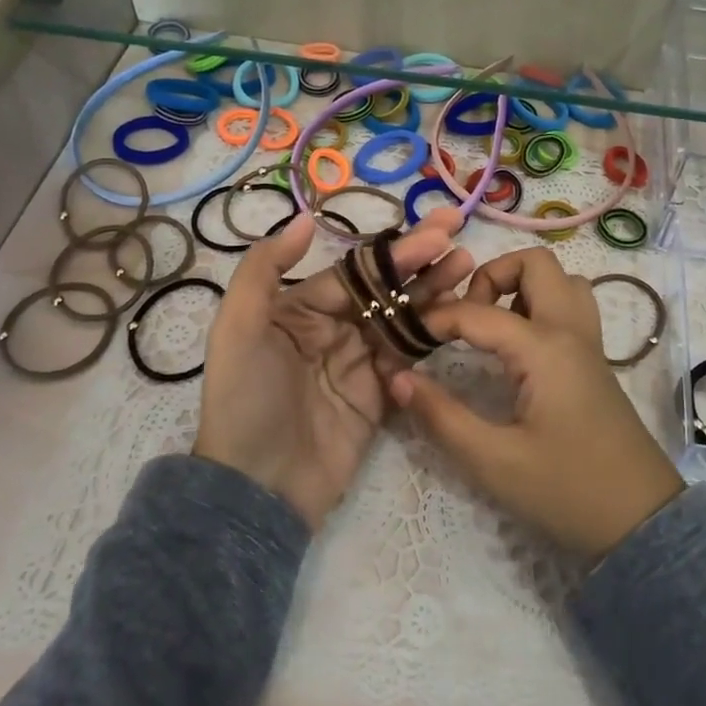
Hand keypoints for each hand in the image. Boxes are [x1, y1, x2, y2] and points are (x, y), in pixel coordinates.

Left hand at [195, 207, 472, 528]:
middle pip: (384, 287)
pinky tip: (459, 312)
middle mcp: (333, 328)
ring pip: (402, 316)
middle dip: (420, 259)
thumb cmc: (245, 399)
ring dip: (433, 289)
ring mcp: (359, 361)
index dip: (395, 251)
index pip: (356, 271)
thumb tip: (305, 219)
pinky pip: (409, 355)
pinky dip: (432, 333)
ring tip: (467, 265)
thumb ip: (264, 270)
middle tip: (457, 231)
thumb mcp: (238, 329)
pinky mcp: (380, 394)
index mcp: (300, 308)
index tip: (436, 231)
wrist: (259, 487)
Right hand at [389, 248, 682, 562]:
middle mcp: (570, 331)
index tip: (406, 336)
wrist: (642, 520)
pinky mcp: (595, 360)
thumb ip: (442, 417)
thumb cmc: (568, 491)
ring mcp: (589, 343)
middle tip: (465, 316)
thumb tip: (397, 377)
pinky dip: (541, 305)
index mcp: (545, 348)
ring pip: (561, 280)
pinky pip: (571, 306)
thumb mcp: (494, 462)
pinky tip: (518, 348)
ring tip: (493, 326)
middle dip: (492, 275)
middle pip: (536, 263)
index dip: (436, 317)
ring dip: (523, 286)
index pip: (478, 312)